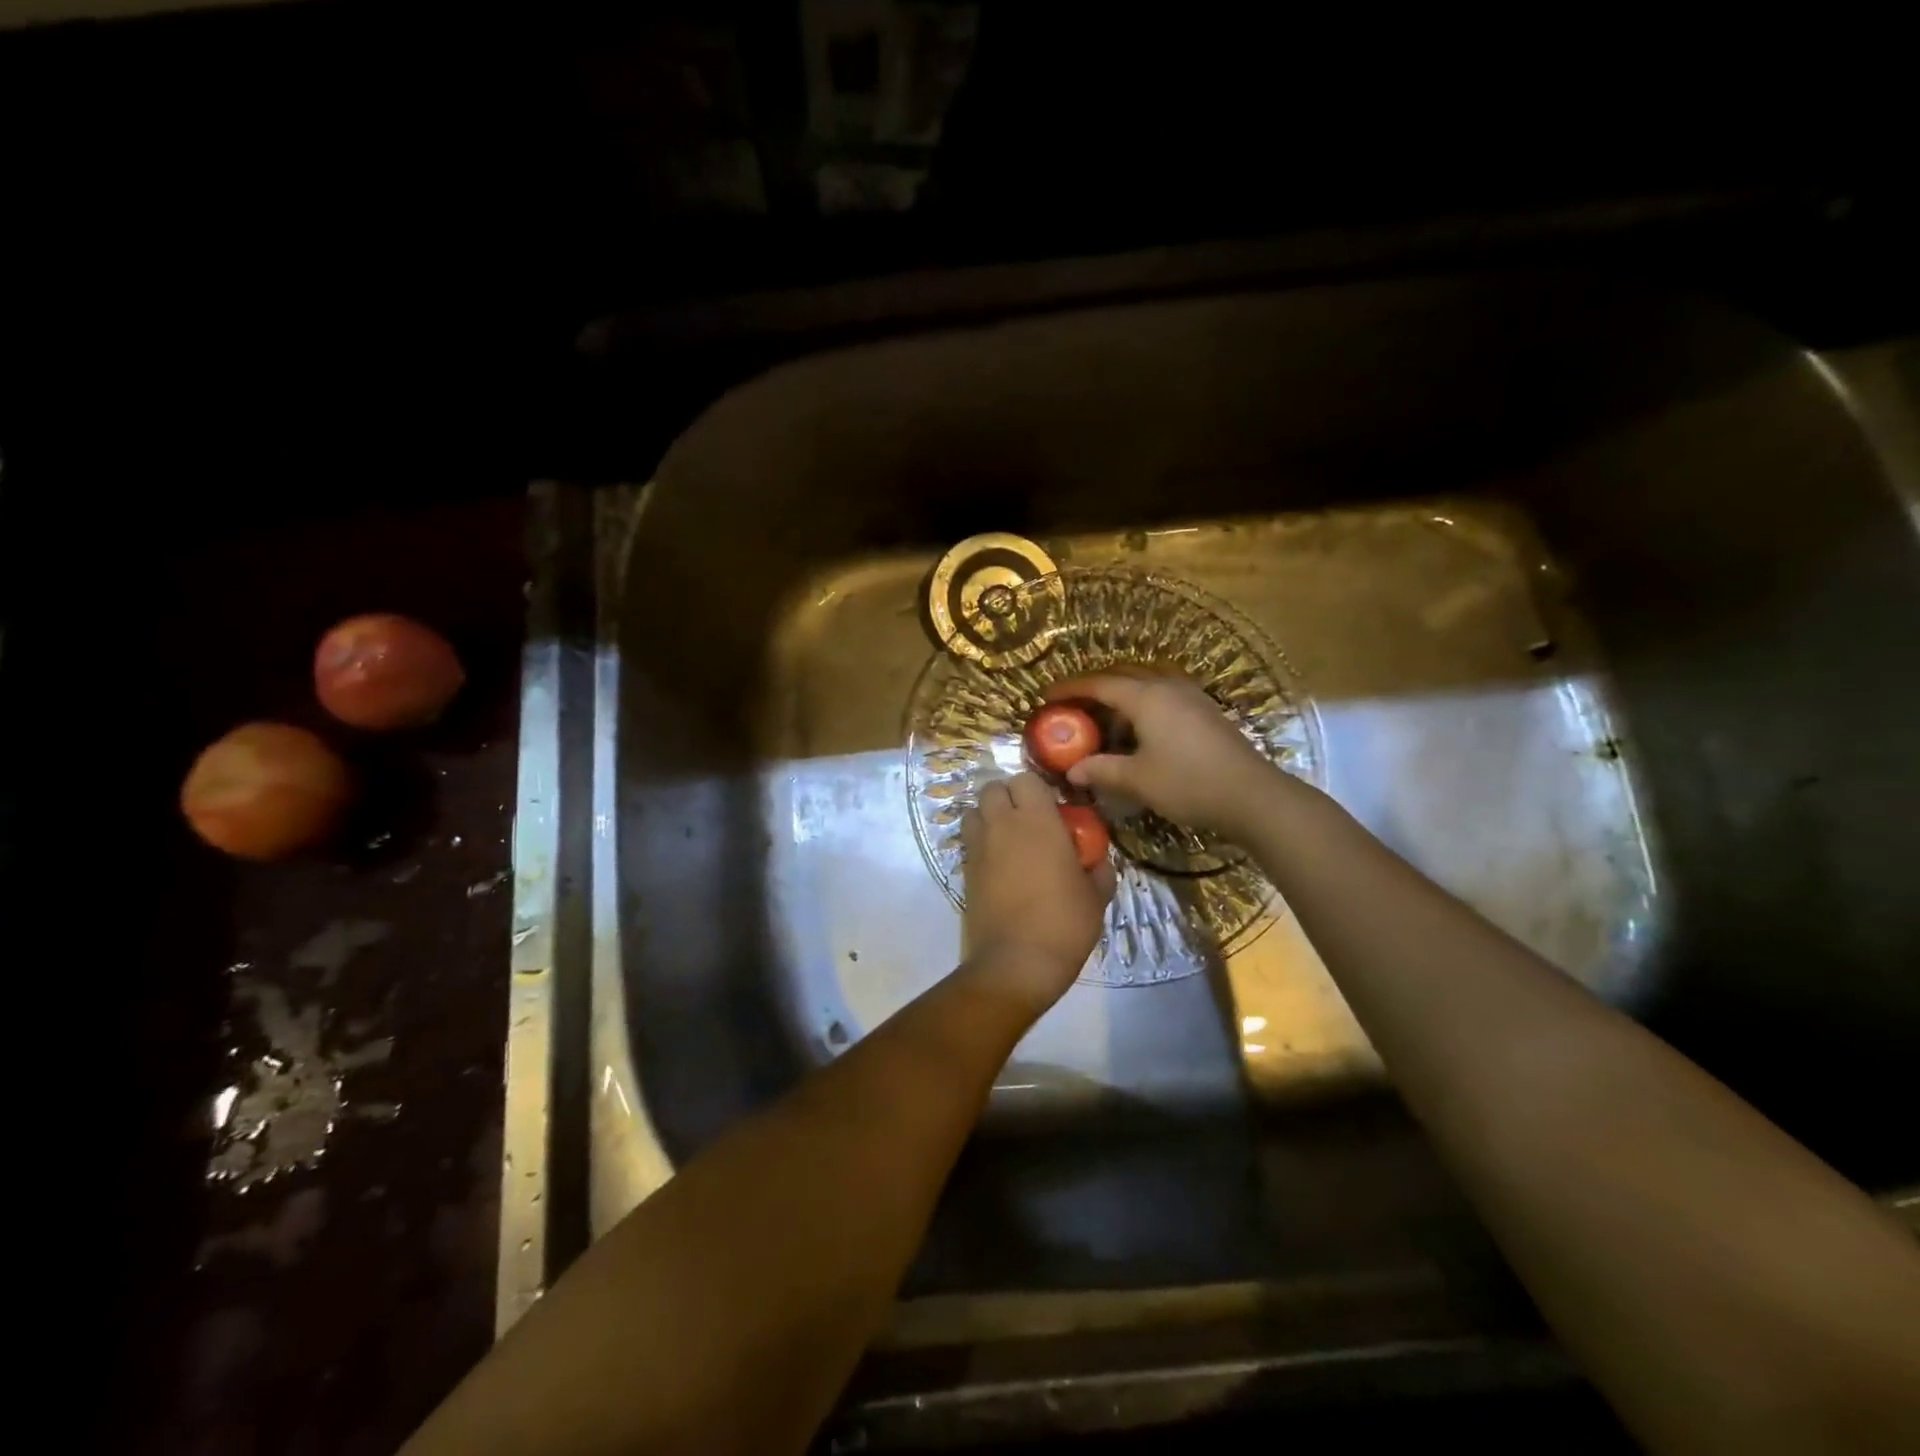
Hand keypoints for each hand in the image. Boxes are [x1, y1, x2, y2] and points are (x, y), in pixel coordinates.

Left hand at [960, 772, 1114, 1001]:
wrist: (1016, 963)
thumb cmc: (1063, 924)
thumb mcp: (1095, 897)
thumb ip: (1098, 869)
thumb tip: (1097, 860)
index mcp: (1037, 821)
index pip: (1025, 779)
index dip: (1036, 789)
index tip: (1051, 807)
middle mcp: (1002, 825)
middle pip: (992, 787)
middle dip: (1007, 796)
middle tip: (1027, 819)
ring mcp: (978, 847)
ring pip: (973, 810)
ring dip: (988, 815)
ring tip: (1008, 837)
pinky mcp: (964, 870)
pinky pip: (968, 841)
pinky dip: (980, 842)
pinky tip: (998, 864)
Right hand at [1047, 671, 1276, 837]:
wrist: (1252, 796)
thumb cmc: (1188, 783)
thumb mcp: (1138, 780)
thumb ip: (1101, 770)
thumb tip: (1073, 771)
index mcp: (1147, 697)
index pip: (1099, 684)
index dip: (1070, 689)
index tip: (1046, 696)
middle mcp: (1168, 687)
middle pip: (1123, 677)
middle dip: (1094, 690)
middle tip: (1072, 709)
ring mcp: (1191, 697)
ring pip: (1146, 686)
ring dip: (1121, 699)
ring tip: (1104, 726)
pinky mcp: (1205, 712)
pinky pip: (1164, 697)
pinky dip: (1142, 707)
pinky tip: (1139, 734)